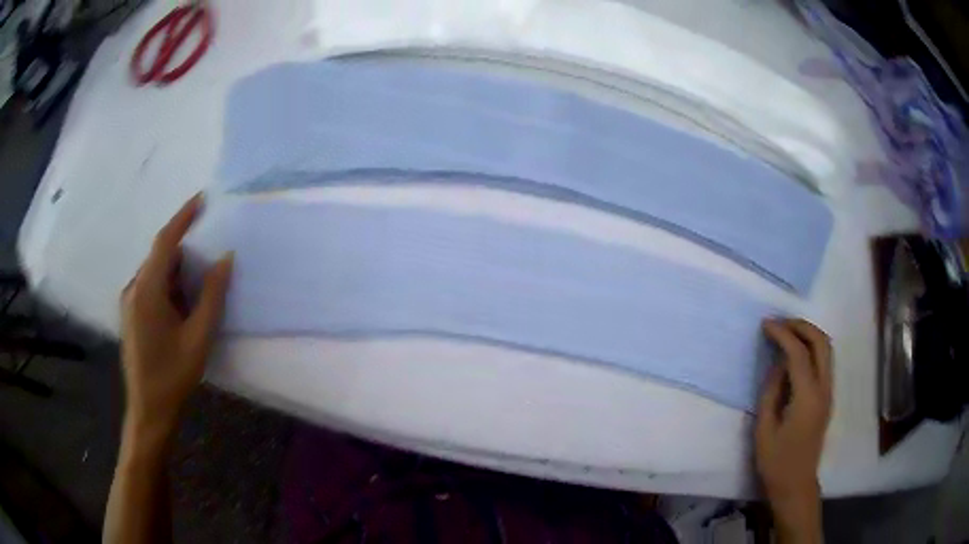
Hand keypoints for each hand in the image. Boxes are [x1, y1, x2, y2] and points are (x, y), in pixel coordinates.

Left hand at [120, 195, 232, 441]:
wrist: (149, 410)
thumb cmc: (173, 375)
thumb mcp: (199, 337)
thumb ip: (212, 295)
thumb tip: (225, 259)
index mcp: (147, 290)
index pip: (165, 241)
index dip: (183, 217)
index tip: (202, 199)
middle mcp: (134, 288)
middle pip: (160, 258)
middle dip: (184, 256)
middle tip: (207, 269)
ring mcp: (129, 301)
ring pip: (156, 274)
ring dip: (176, 277)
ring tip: (195, 299)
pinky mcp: (130, 313)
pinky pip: (150, 288)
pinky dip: (168, 290)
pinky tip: (180, 313)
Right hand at [756, 318, 831, 541]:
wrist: (796, 484)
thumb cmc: (776, 461)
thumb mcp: (764, 429)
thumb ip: (771, 391)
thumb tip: (777, 364)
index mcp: (807, 397)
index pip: (798, 353)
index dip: (782, 334)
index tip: (765, 324)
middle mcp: (824, 389)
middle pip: (821, 342)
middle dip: (801, 325)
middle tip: (780, 323)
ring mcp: (829, 392)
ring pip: (826, 349)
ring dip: (808, 334)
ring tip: (787, 333)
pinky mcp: (827, 397)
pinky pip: (824, 361)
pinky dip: (812, 348)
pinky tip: (795, 354)